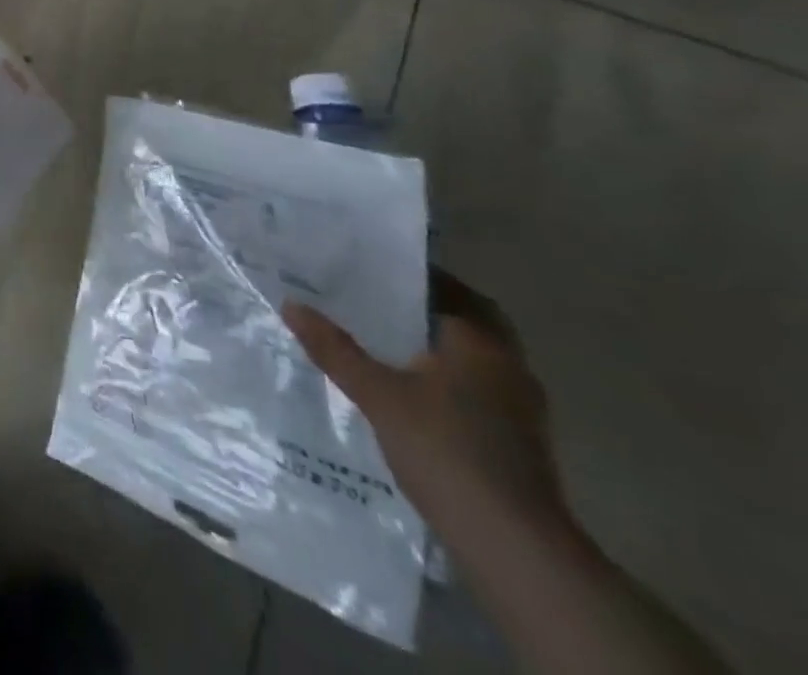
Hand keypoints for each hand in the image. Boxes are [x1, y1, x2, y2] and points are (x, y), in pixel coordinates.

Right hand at [282, 273, 574, 548]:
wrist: (514, 546)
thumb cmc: (446, 450)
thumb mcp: (377, 394)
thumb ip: (334, 348)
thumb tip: (291, 304)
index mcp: (481, 344)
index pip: (449, 290)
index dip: (412, 275)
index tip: (372, 266)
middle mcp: (509, 367)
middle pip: (468, 322)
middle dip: (426, 310)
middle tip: (376, 300)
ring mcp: (520, 409)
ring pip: (474, 358)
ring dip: (437, 346)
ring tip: (384, 340)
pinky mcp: (518, 442)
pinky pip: (477, 389)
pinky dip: (447, 379)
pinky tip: (410, 389)